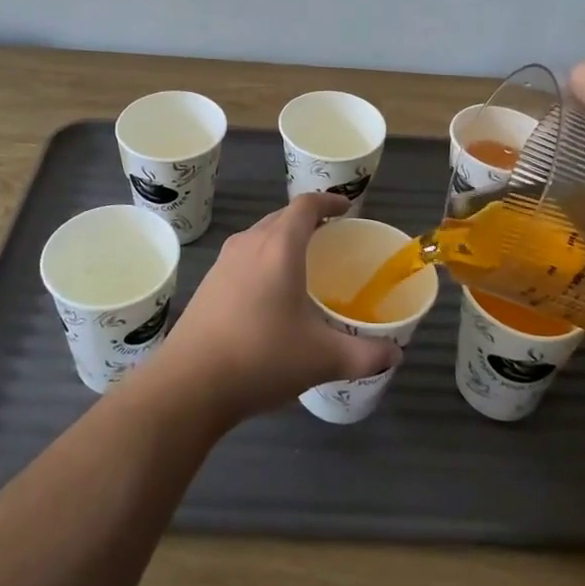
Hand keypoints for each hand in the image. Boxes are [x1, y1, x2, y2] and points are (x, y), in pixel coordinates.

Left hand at [154, 193, 400, 426]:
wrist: (189, 383)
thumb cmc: (261, 357)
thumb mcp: (321, 359)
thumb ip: (364, 355)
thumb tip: (395, 355)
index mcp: (279, 247)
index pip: (305, 206)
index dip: (327, 201)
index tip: (346, 207)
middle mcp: (250, 243)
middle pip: (281, 217)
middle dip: (307, 221)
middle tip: (330, 237)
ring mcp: (224, 262)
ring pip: (260, 236)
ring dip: (282, 240)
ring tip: (303, 263)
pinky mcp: (208, 283)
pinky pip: (244, 256)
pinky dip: (263, 259)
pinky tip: (270, 293)